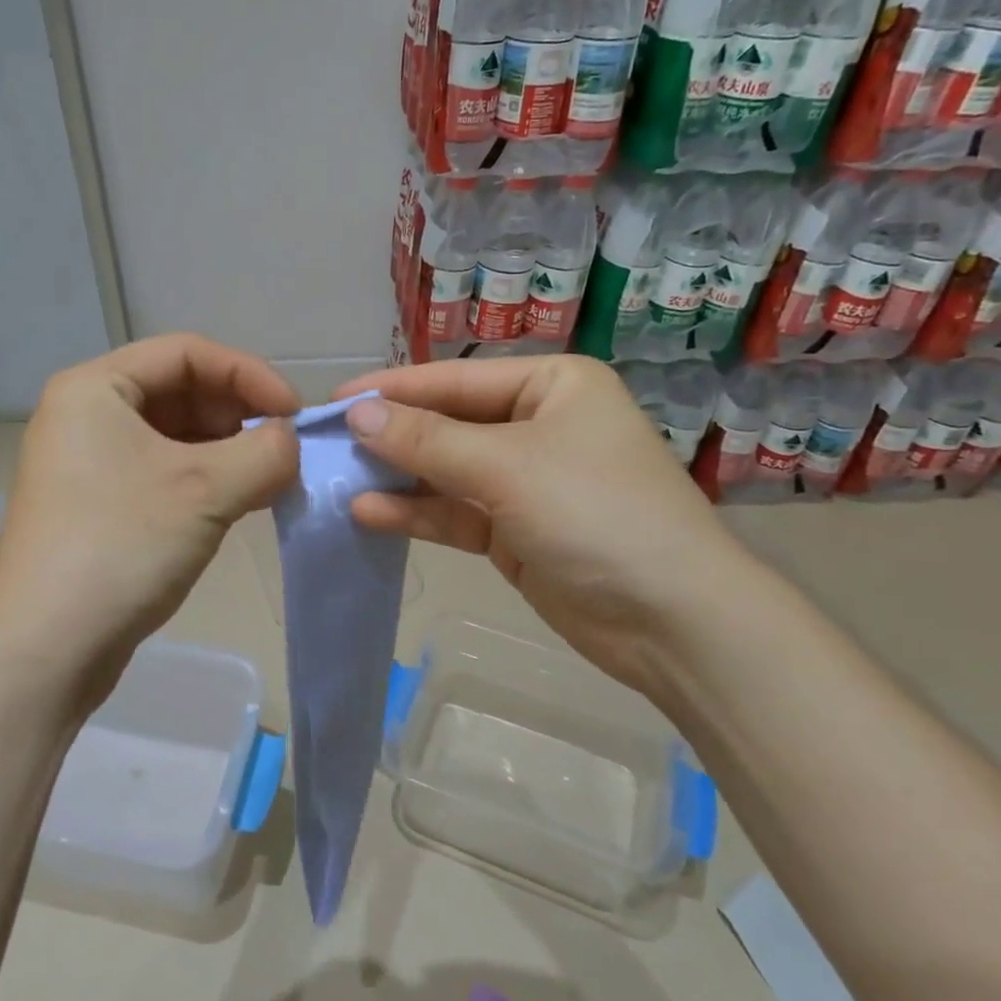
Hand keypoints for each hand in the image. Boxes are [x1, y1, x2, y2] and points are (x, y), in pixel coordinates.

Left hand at [0, 334, 298, 712]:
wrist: (44, 650)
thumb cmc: (120, 546)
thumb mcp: (206, 489)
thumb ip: (266, 452)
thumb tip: (290, 442)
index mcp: (95, 388)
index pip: (187, 352)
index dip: (248, 374)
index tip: (294, 414)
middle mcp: (86, 415)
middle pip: (181, 390)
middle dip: (238, 415)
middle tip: (284, 451)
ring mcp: (89, 463)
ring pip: (176, 435)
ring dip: (228, 450)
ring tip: (269, 480)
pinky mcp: (99, 505)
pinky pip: (164, 471)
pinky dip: (206, 479)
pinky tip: (240, 503)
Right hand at [336, 355, 755, 694]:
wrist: (672, 621)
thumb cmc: (596, 513)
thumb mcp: (506, 466)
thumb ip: (426, 440)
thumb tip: (358, 413)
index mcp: (551, 386)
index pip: (456, 379)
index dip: (393, 389)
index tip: (334, 399)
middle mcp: (538, 425)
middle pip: (448, 423)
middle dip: (392, 435)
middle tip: (327, 443)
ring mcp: (526, 481)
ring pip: (447, 470)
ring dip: (398, 475)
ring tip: (337, 477)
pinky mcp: (515, 531)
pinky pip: (455, 512)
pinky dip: (417, 512)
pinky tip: (369, 512)